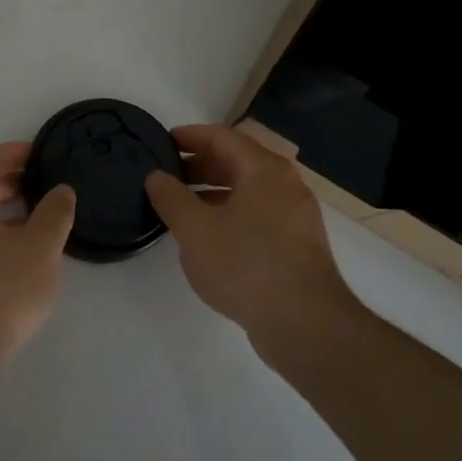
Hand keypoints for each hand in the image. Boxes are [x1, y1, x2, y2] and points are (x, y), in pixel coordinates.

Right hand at [146, 124, 363, 354]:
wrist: (305, 324)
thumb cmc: (245, 264)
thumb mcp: (194, 229)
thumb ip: (170, 197)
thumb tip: (156, 176)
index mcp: (264, 169)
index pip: (222, 137)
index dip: (189, 136)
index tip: (161, 141)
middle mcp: (286, 184)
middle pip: (237, 160)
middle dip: (200, 164)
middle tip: (167, 175)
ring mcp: (296, 216)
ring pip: (248, 190)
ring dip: (213, 191)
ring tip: (181, 206)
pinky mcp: (298, 245)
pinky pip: (258, 214)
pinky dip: (230, 213)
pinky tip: (209, 236)